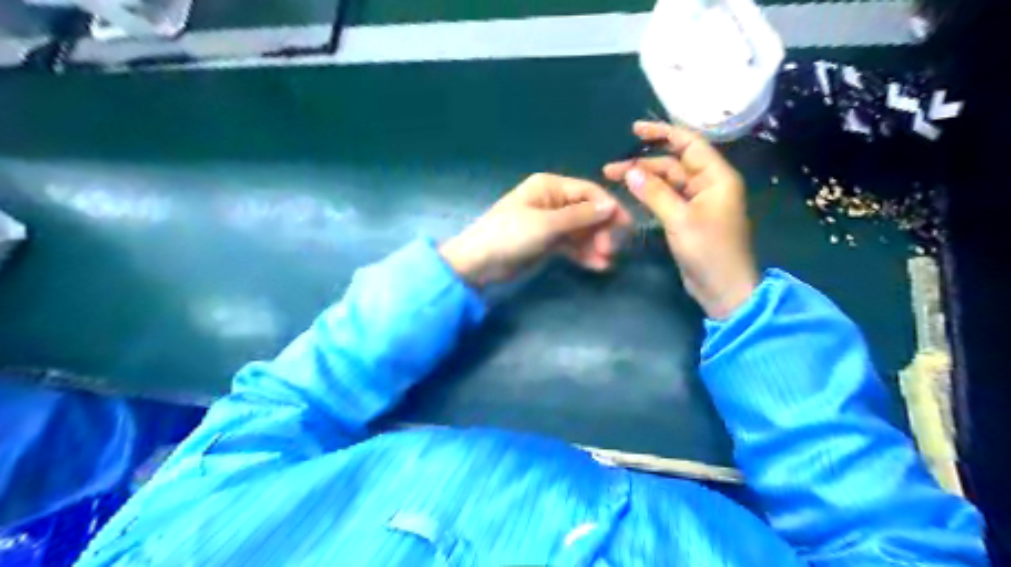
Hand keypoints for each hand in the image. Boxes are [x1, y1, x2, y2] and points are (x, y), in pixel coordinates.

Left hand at [443, 173, 628, 287]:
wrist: (479, 262)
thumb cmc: (510, 235)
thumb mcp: (547, 224)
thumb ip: (580, 216)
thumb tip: (611, 205)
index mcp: (550, 187)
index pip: (588, 192)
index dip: (608, 207)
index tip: (625, 227)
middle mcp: (553, 201)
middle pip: (588, 212)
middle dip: (601, 230)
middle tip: (611, 250)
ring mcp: (550, 223)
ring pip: (581, 231)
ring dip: (595, 244)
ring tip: (606, 262)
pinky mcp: (547, 242)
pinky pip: (571, 245)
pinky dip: (583, 254)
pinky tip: (597, 266)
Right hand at [599, 121, 758, 317]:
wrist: (723, 288)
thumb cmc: (708, 251)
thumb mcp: (680, 220)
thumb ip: (655, 193)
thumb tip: (629, 171)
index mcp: (716, 177)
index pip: (689, 144)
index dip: (663, 133)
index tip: (634, 130)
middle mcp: (708, 185)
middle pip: (674, 164)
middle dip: (643, 163)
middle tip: (610, 169)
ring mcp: (699, 203)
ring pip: (668, 182)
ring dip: (644, 180)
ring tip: (615, 180)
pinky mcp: (689, 218)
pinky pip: (668, 199)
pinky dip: (650, 195)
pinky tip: (631, 195)